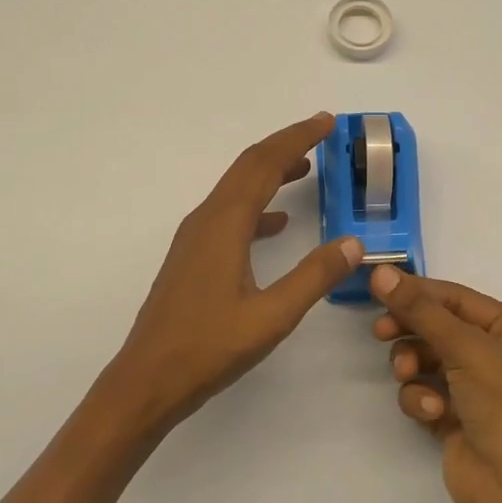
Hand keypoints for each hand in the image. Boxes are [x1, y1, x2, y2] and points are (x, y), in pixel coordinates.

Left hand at [105, 113, 362, 430]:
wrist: (147, 381)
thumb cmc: (208, 348)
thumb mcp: (272, 316)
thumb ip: (314, 276)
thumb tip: (354, 243)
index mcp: (224, 224)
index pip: (264, 164)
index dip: (297, 138)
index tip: (327, 121)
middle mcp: (206, 220)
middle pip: (248, 167)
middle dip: (285, 146)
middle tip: (322, 133)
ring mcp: (195, 239)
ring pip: (237, 190)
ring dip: (271, 172)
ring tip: (306, 168)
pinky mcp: (193, 258)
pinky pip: (230, 215)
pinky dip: (258, 206)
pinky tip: (277, 223)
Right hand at [370, 266, 501, 502]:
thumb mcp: (467, 348)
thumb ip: (420, 310)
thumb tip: (380, 271)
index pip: (458, 298)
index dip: (419, 291)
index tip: (377, 287)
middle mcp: (499, 357)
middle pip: (440, 328)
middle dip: (412, 330)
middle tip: (381, 332)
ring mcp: (478, 392)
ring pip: (427, 362)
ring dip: (413, 366)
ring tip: (407, 375)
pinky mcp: (457, 422)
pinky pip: (426, 395)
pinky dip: (422, 400)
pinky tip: (431, 413)